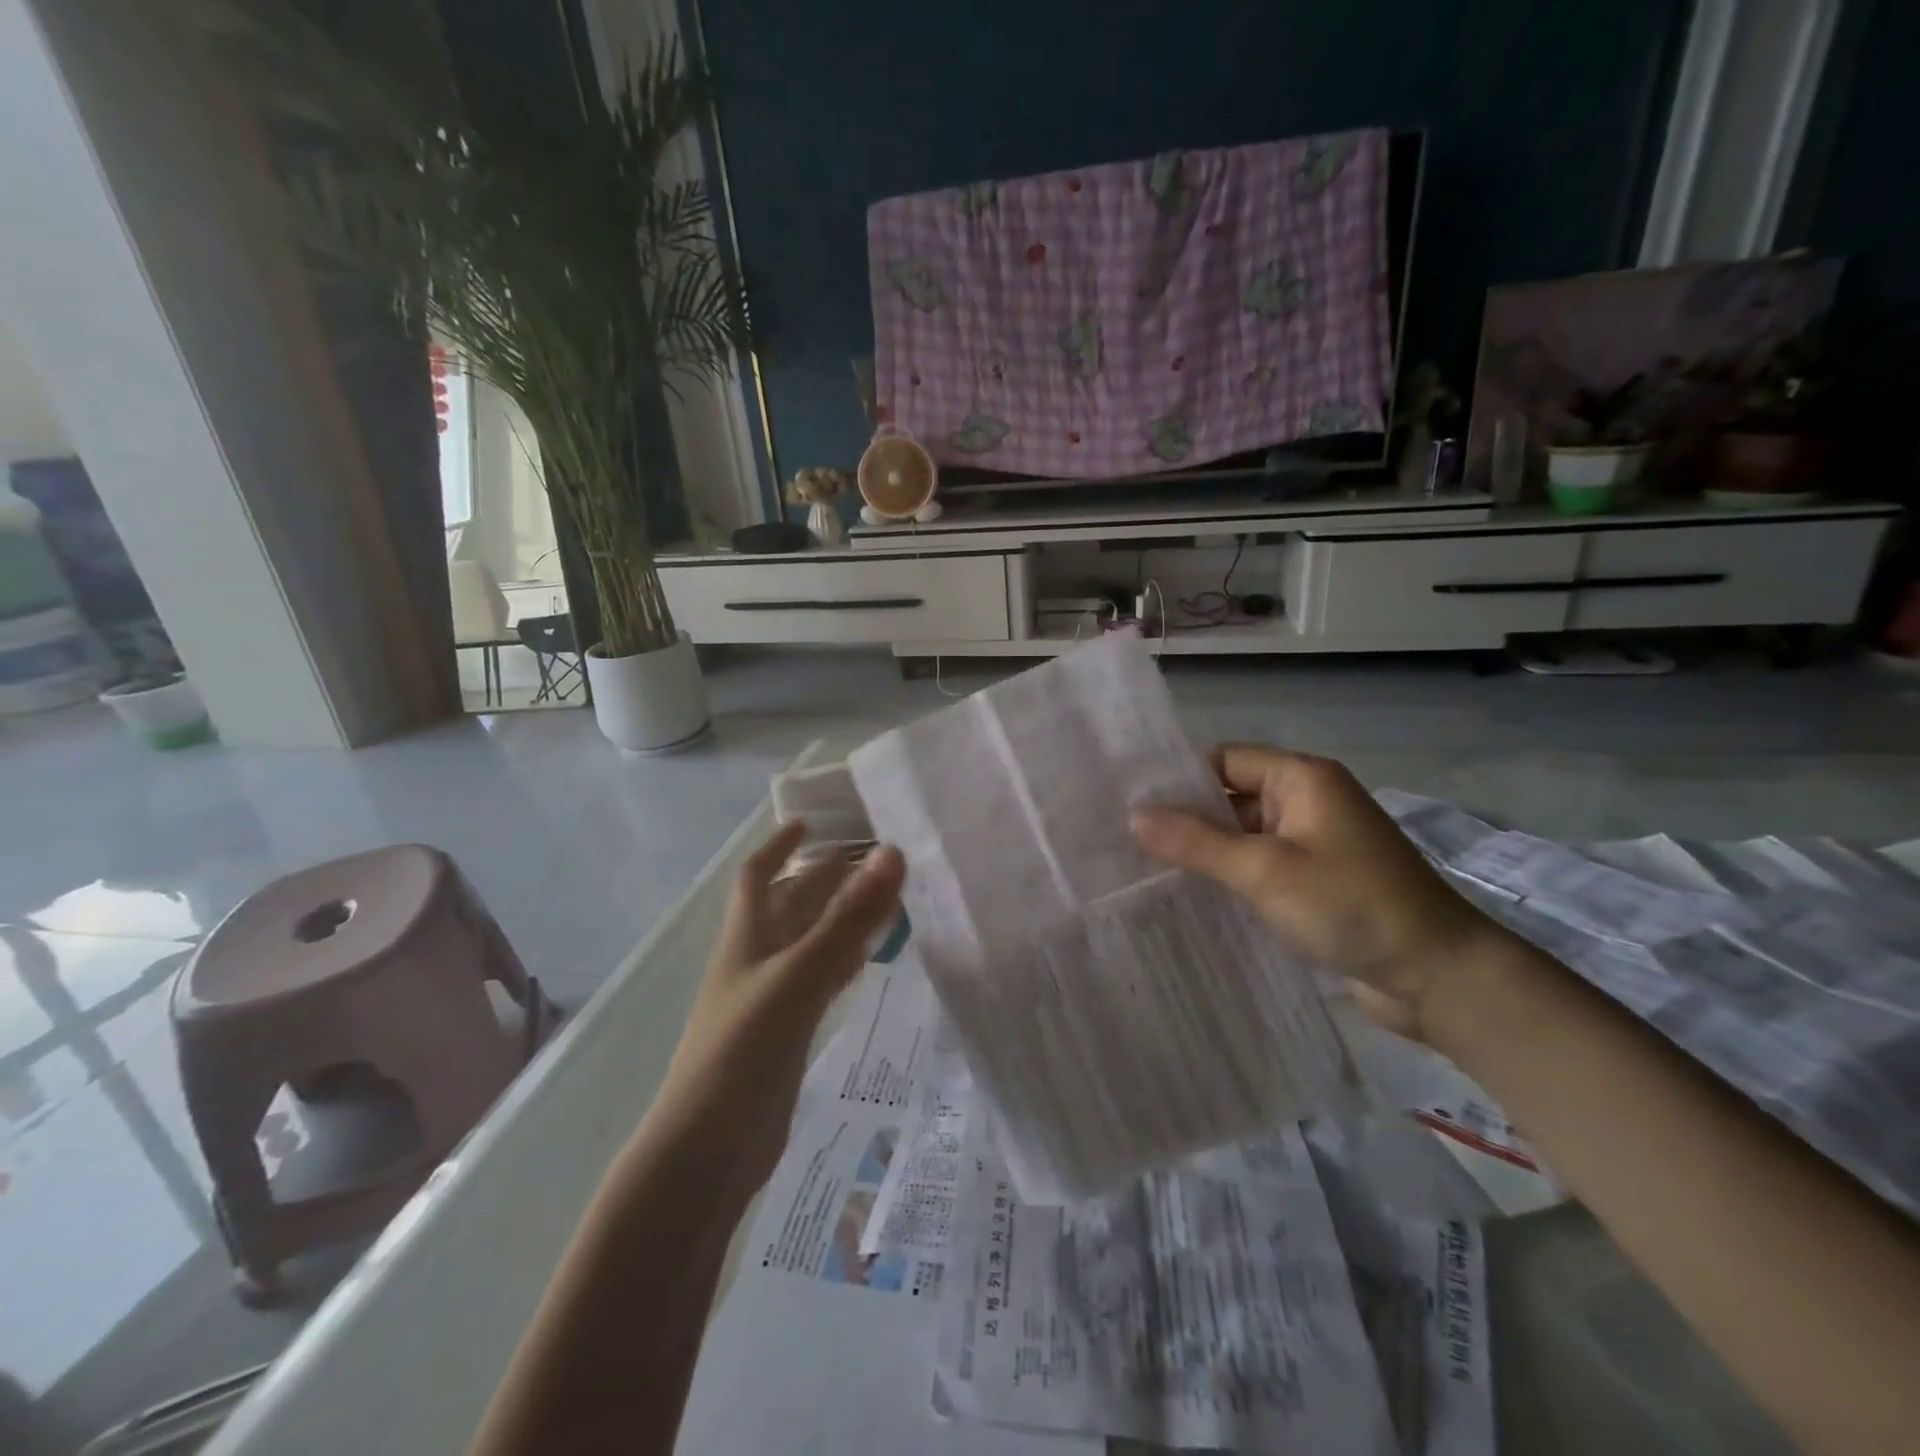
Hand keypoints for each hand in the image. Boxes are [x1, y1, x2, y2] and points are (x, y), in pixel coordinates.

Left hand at [653, 823, 904, 1195]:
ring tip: (884, 899)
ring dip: (841, 918)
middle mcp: (757, 960)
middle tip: (873, 859)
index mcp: (747, 937)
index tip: (809, 822)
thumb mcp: (799, 974)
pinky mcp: (787, 1034)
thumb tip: (892, 853)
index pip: (757, 876)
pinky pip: (820, 982)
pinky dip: (844, 962)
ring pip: (810, 942)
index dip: (779, 846)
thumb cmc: (744, 1048)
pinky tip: (868, 960)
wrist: (709, 1151)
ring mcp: (771, 998)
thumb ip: (848, 917)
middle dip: (824, 878)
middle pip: (791, 905)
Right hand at [1131, 744, 1500, 1040]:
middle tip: (1126, 840)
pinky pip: (1260, 865)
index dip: (1178, 779)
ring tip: (1145, 869)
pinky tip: (1191, 895)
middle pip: (1230, 797)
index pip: (1223, 761)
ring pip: (1243, 835)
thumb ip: (1196, 842)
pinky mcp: (1317, 880)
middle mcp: (1307, 801)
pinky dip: (1230, 876)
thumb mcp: (1263, 870)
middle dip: (1186, 818)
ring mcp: (1313, 842)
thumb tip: (1134, 816)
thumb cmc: (1350, 905)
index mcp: (1301, 778)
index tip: (1129, 804)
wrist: (1437, 975)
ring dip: (1206, 851)